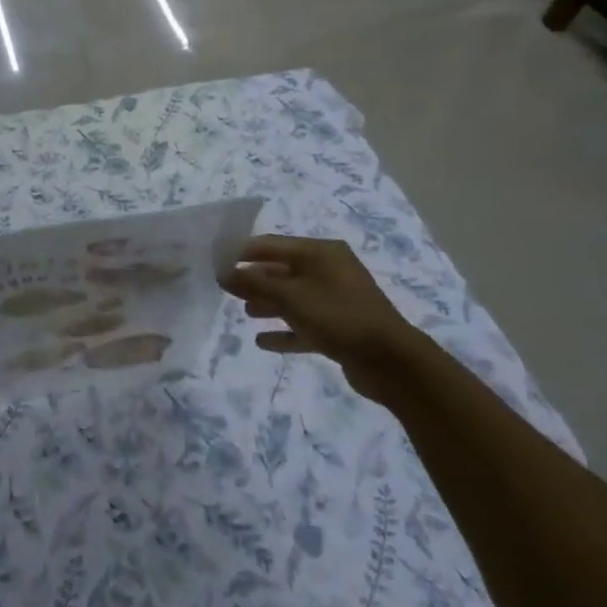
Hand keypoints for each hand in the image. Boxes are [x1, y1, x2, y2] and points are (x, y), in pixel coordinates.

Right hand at [221, 236, 418, 397]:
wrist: (391, 362)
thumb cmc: (338, 316)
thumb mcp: (291, 297)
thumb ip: (254, 284)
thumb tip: (223, 272)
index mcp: (320, 253)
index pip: (271, 244)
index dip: (242, 252)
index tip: (216, 263)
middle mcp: (329, 270)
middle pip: (282, 270)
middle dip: (254, 279)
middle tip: (226, 290)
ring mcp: (336, 300)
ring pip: (293, 297)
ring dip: (269, 304)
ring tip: (244, 312)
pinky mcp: (340, 328)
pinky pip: (305, 324)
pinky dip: (284, 330)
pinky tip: (262, 341)